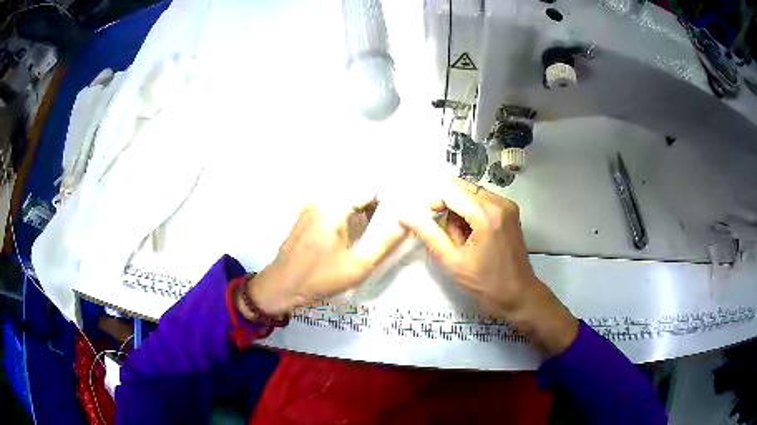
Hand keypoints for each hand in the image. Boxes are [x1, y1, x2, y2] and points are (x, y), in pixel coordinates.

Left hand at [240, 200, 406, 316]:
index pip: (369, 191)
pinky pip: (331, 208)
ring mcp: (310, 206)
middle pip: (356, 194)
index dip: (386, 200)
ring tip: (370, 231)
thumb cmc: (320, 277)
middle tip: (386, 226)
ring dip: (359, 212)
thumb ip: (384, 243)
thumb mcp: (358, 266)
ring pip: (344, 201)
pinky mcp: (305, 215)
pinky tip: (348, 235)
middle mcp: (321, 200)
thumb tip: (405, 223)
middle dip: (373, 207)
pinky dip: (345, 216)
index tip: (399, 213)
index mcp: (333, 207)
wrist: (281, 286)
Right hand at [400, 179, 578, 355]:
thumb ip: (429, 235)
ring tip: (462, 240)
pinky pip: (482, 201)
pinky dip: (470, 214)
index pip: (450, 192)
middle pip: (461, 189)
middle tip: (448, 237)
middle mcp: (500, 202)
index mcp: (487, 214)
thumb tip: (405, 215)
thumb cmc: (486, 285)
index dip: (433, 204)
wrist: (519, 296)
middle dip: (448, 209)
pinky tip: (472, 237)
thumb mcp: (453, 262)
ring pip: (470, 194)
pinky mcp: (510, 211)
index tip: (427, 226)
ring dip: (459, 212)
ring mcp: (507, 205)